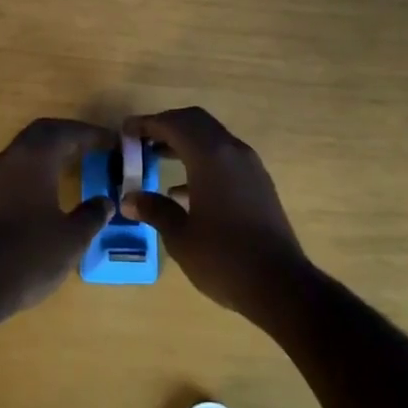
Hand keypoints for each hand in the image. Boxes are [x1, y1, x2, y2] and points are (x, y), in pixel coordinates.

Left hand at [0, 118, 113, 316]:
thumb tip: (105, 202)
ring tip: (75, 161)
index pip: (68, 132)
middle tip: (94, 145)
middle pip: (43, 131)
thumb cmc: (29, 255)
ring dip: (51, 147)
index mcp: (35, 158)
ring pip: (27, 147)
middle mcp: (13, 157)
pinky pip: (17, 165)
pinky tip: (48, 186)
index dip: (93, 134)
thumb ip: (92, 215)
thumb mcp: (72, 238)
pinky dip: (37, 164)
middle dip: (70, 133)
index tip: (114, 142)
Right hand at [120, 106, 307, 321]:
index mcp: (210, 156)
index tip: (125, 131)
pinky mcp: (258, 183)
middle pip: (195, 121)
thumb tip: (129, 199)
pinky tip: (182, 190)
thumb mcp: (181, 237)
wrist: (281, 285)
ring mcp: (249, 165)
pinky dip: (201, 160)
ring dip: (184, 142)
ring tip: (155, 158)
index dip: (147, 123)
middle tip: (141, 140)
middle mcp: (232, 150)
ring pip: (211, 138)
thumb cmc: (224, 258)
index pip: (173, 124)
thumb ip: (155, 210)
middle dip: (166, 125)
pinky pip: (224, 157)